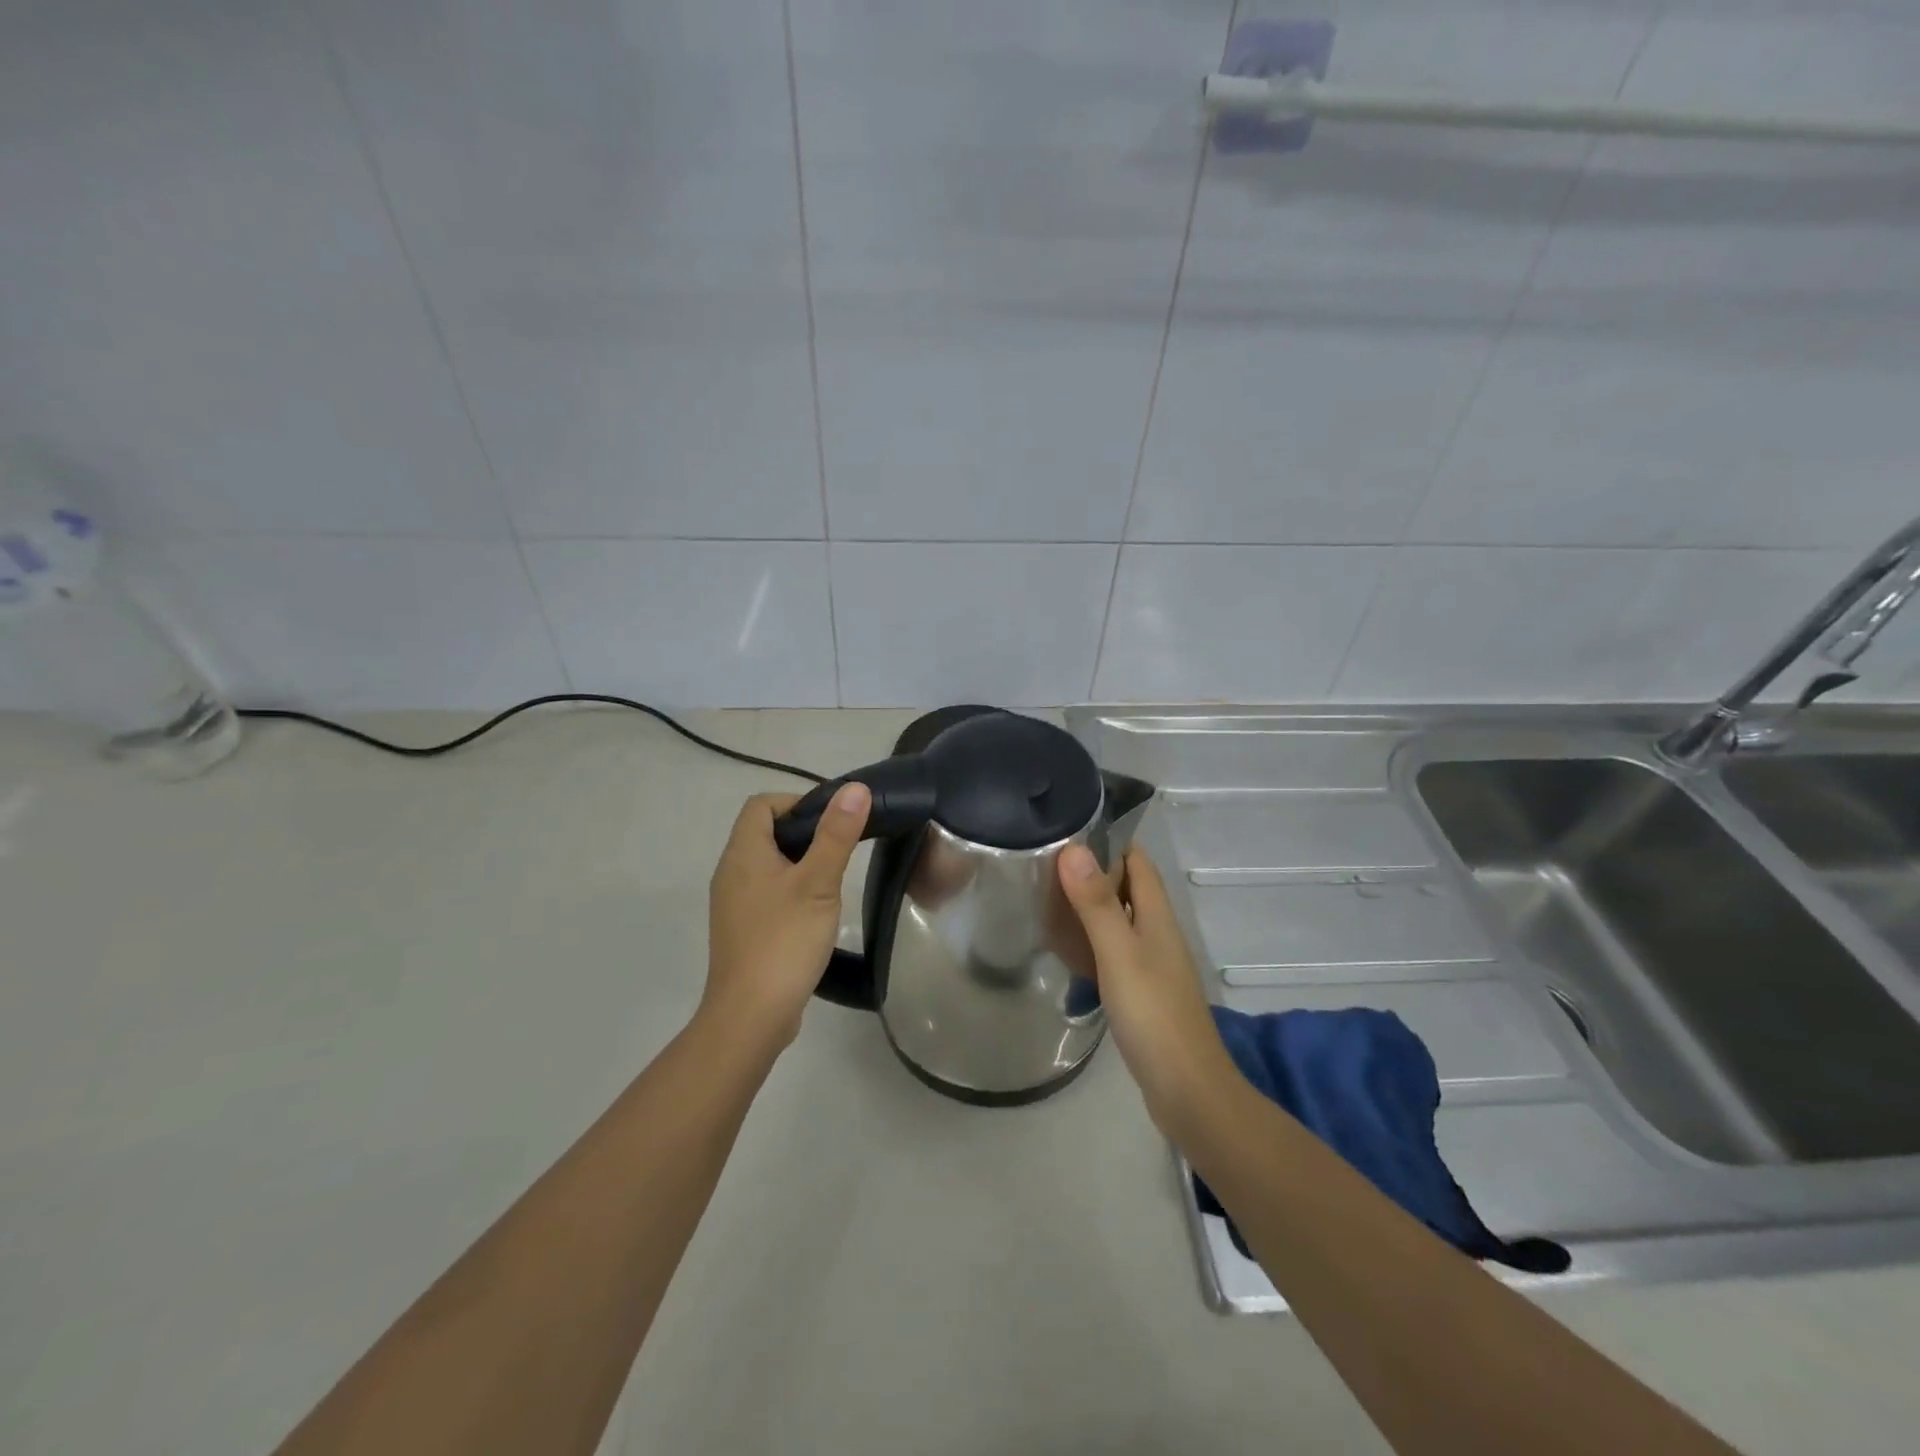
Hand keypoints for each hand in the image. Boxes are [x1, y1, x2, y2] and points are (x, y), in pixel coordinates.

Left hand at [704, 784, 870, 1050]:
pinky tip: (816, 912)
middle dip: (804, 832)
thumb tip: (855, 789)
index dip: (796, 802)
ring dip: (800, 862)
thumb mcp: (818, 883)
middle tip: (840, 847)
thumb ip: (836, 835)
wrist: (751, 1016)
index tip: (832, 820)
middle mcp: (731, 873)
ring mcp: (734, 904)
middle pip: (765, 832)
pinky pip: (767, 893)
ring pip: (768, 865)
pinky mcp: (743, 929)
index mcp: (742, 854)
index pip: (761, 805)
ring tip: (833, 879)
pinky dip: (792, 890)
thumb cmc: (784, 941)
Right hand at [1058, 844, 1238, 1131]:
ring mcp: (1152, 965)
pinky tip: (1067, 952)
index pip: (1138, 862)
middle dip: (1092, 874)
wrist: (1187, 1090)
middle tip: (1044, 867)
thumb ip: (1096, 903)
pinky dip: (1091, 943)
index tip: (1067, 832)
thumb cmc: (1153, 1014)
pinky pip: (1114, 953)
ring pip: (1119, 922)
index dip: (1109, 842)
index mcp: (1158, 917)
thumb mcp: (1119, 953)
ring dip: (1089, 909)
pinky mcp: (1143, 993)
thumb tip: (1074, 847)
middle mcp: (1158, 934)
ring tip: (1046, 902)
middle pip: (1127, 889)